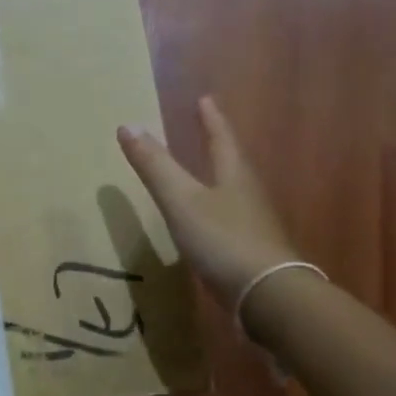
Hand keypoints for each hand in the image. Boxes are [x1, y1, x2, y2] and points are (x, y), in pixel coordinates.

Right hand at [117, 96, 301, 311]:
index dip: (211, 119)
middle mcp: (248, 195)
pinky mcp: (253, 252)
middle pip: (233, 163)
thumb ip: (155, 166)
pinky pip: (233, 221)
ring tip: (208, 173)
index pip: (221, 139)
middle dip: (219, 145)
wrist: (268, 296)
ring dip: (221, 178)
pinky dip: (219, 212)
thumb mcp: (181, 200)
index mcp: (233, 175)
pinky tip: (210, 225)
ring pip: (235, 192)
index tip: (206, 100)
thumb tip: (127, 124)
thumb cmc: (222, 239)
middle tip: (208, 129)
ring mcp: (254, 225)